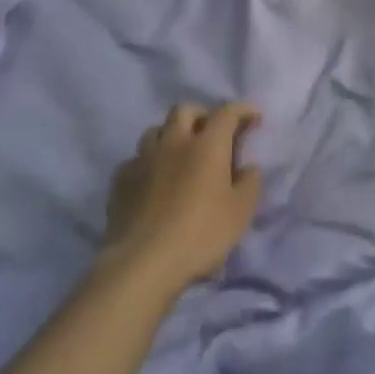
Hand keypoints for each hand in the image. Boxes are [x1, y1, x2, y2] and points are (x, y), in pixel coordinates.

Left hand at [102, 102, 263, 296]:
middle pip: (185, 110)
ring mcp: (143, 159)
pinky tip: (152, 180)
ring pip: (156, 130)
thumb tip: (247, 167)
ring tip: (179, 155)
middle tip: (212, 133)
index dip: (243, 110)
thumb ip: (250, 182)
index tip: (253, 119)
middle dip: (202, 115)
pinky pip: (135, 159)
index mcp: (207, 145)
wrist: (143, 263)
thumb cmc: (200, 234)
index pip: (227, 112)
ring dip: (171, 135)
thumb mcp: (240, 212)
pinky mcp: (121, 180)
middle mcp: (174, 142)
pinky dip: (148, 163)